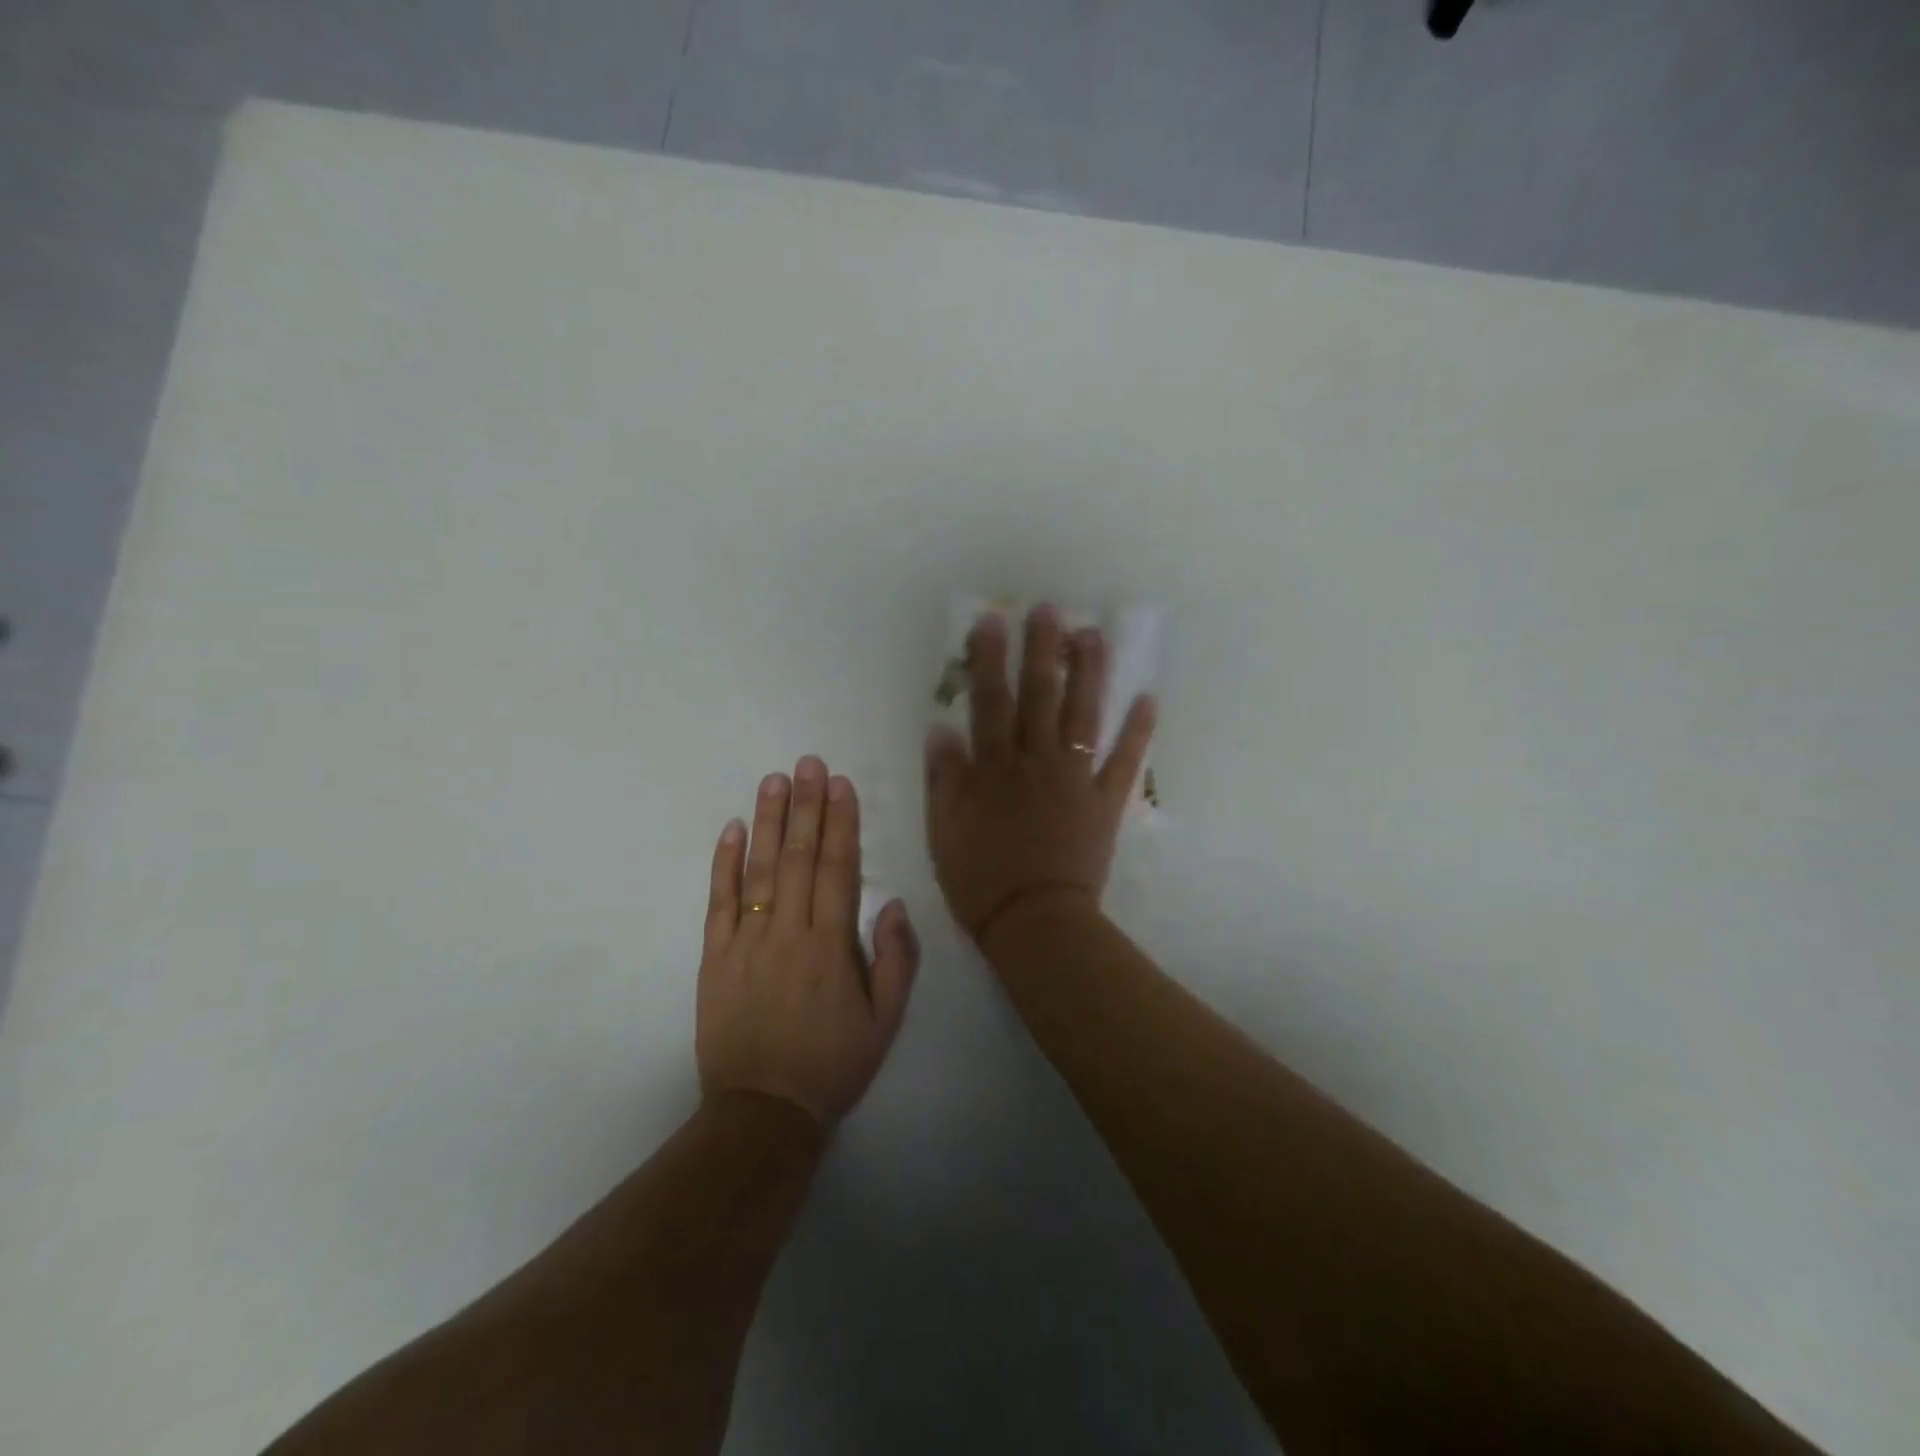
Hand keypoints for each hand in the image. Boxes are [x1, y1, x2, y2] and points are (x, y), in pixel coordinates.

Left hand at [698, 758, 920, 1126]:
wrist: (763, 1111)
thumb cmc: (832, 1064)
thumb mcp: (885, 1021)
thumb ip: (895, 959)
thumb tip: (891, 903)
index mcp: (831, 946)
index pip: (837, 869)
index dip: (840, 823)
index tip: (840, 785)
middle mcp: (788, 932)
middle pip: (798, 858)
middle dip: (806, 806)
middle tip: (808, 763)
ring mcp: (746, 942)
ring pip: (758, 870)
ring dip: (767, 821)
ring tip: (774, 780)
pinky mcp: (714, 958)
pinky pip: (718, 902)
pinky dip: (723, 863)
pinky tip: (730, 829)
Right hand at [925, 606, 1156, 946]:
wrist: (1036, 921)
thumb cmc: (982, 879)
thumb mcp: (945, 831)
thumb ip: (944, 779)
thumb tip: (940, 729)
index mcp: (995, 768)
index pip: (990, 702)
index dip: (989, 660)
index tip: (992, 621)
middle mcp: (1037, 762)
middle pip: (1040, 697)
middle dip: (1043, 650)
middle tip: (1050, 609)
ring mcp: (1076, 779)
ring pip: (1084, 716)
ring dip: (1090, 673)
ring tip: (1094, 635)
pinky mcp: (1105, 801)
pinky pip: (1125, 761)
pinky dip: (1138, 730)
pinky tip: (1149, 698)